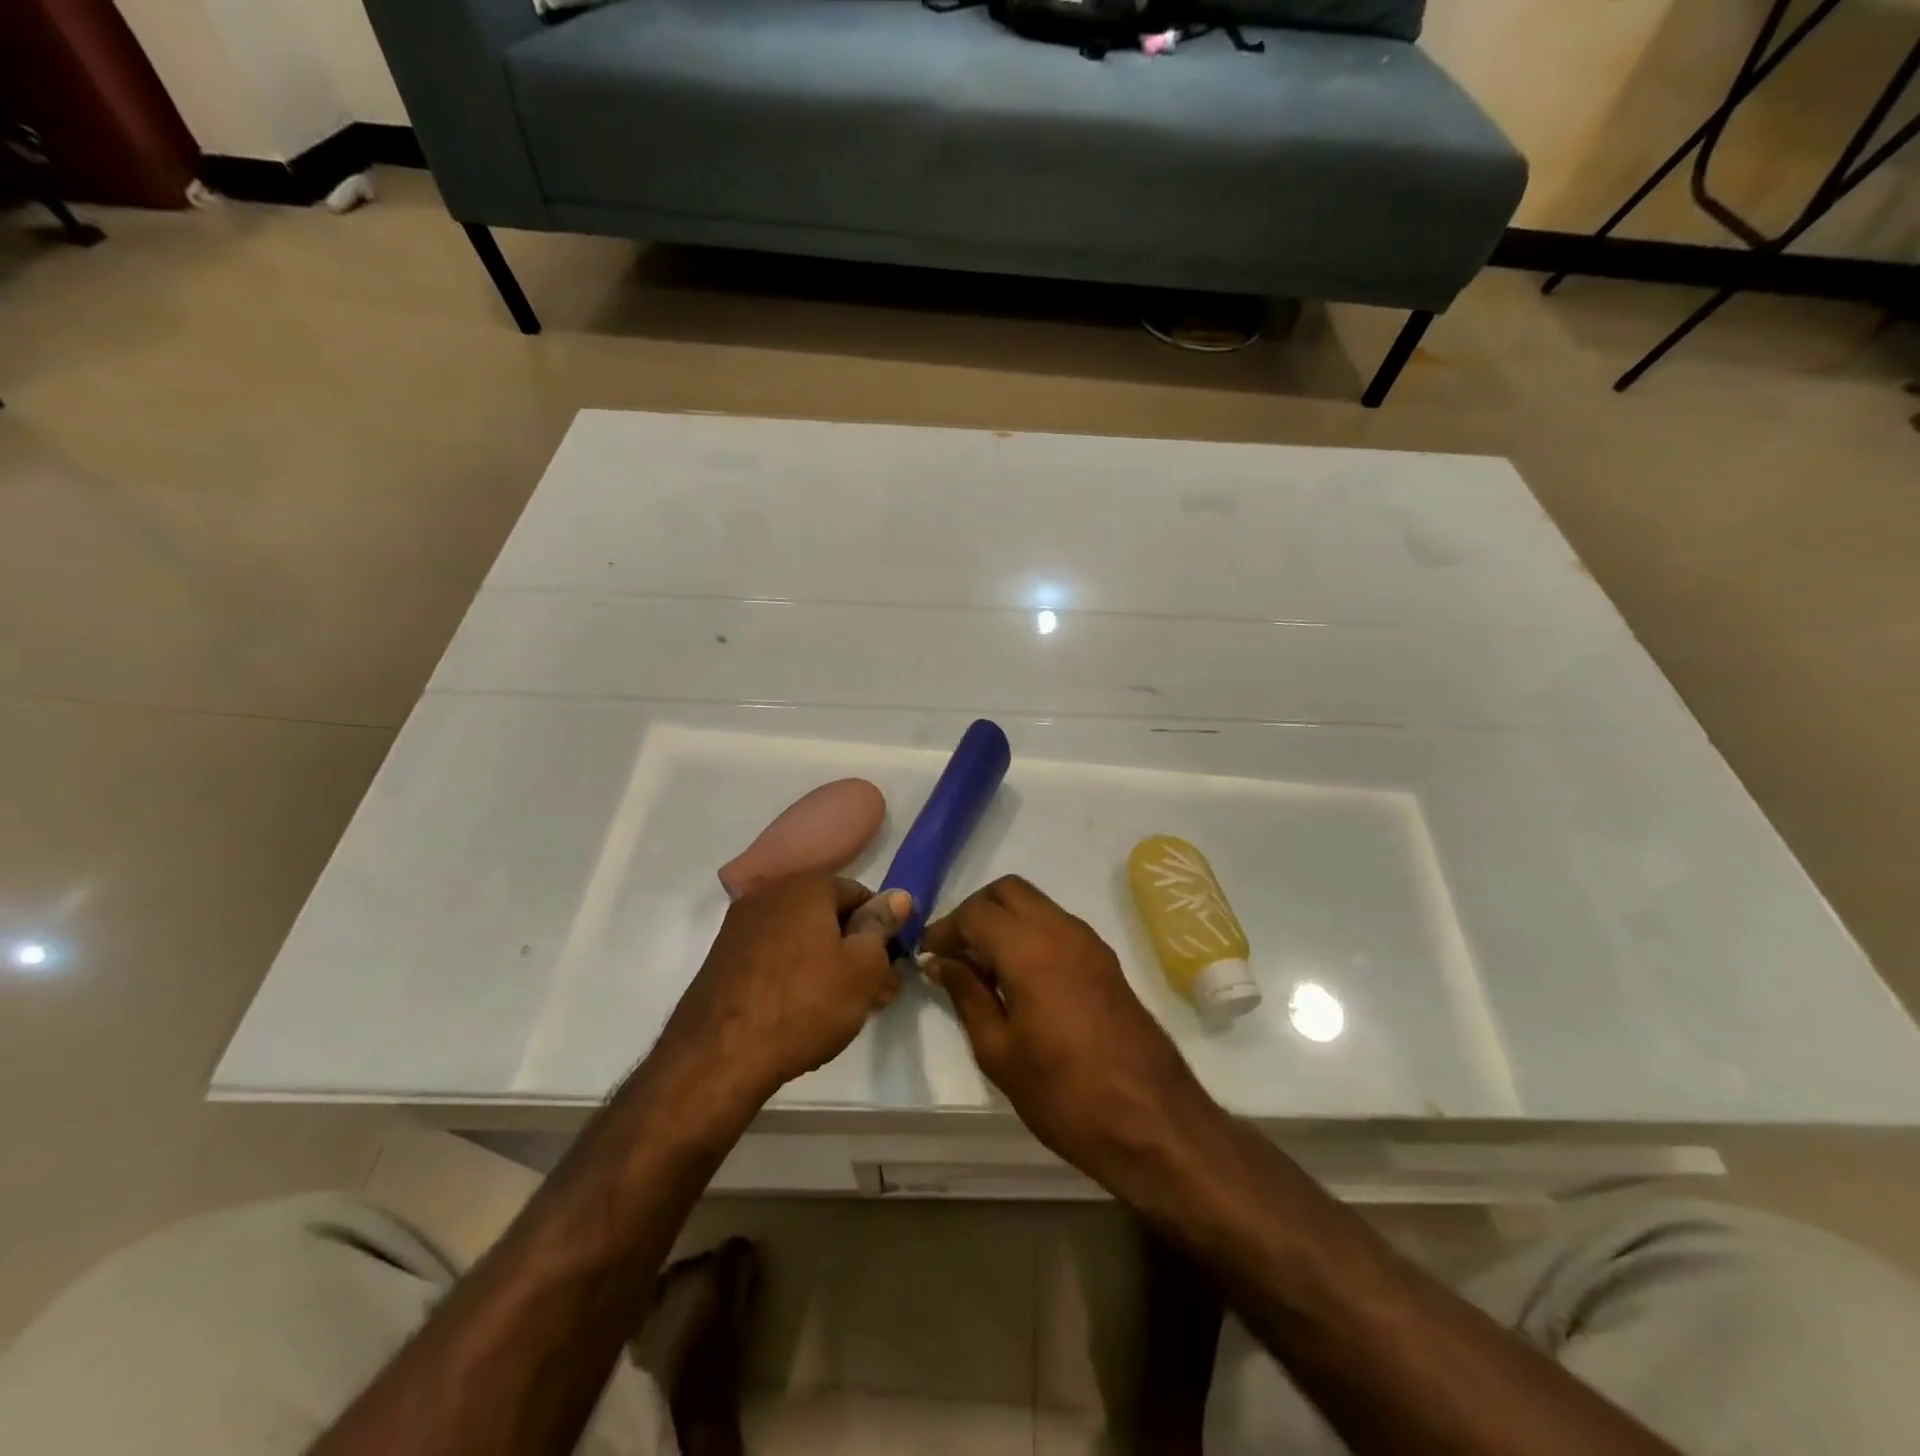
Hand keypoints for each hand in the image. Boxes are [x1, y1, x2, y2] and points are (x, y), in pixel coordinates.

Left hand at [655, 876, 910, 1110]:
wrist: (719, 1056)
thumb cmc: (805, 1003)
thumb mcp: (862, 967)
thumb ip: (881, 926)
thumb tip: (896, 896)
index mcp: (806, 886)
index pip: (858, 893)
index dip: (881, 928)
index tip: (890, 965)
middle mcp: (769, 894)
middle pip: (827, 916)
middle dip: (855, 950)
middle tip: (875, 993)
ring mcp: (740, 926)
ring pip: (800, 939)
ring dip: (827, 965)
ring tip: (844, 1009)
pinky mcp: (722, 959)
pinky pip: (773, 957)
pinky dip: (794, 975)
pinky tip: (804, 1011)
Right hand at [920, 876, 1213, 1190]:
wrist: (1152, 1120)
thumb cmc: (1063, 1093)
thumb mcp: (999, 1051)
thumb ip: (967, 996)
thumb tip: (940, 962)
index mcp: (1029, 948)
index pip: (975, 912)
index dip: (945, 929)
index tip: (927, 956)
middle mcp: (1061, 930)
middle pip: (1007, 891)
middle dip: (974, 912)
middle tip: (955, 953)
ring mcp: (1089, 942)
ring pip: (1035, 904)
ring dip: (1004, 921)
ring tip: (982, 969)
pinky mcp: (1105, 960)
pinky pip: (1057, 926)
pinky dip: (1030, 934)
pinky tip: (1018, 978)